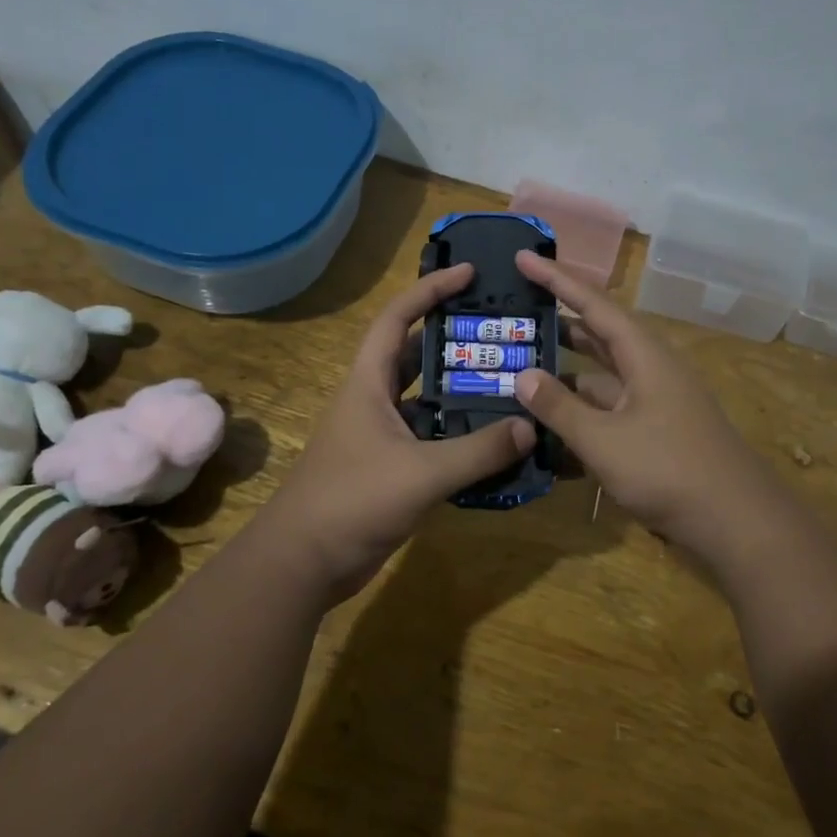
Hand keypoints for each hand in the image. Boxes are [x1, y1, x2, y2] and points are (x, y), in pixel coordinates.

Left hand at [256, 264, 536, 605]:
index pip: (397, 318)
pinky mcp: (389, 469)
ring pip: (427, 400)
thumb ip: (479, 450)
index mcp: (368, 384)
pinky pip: (431, 439)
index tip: (469, 274)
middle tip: (502, 331)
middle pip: (415, 355)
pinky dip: (460, 435)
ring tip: (510, 382)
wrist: (304, 563)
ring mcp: (380, 437)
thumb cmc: (352, 501)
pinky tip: (495, 441)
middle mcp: (373, 401)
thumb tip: (531, 428)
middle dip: (454, 339)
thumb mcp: (421, 473)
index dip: (430, 290)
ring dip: (461, 391)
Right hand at [511, 251, 784, 554]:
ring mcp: (654, 404)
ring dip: (564, 375)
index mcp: (644, 355)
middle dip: (558, 324)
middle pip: (598, 336)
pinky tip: (547, 431)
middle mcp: (650, 370)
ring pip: (600, 377)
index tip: (522, 257)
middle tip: (514, 315)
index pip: (593, 305)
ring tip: (519, 370)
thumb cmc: (669, 470)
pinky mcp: (654, 434)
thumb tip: (522, 375)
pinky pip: (608, 412)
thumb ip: (560, 407)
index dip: (556, 280)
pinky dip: (580, 415)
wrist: (737, 524)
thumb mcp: (604, 440)